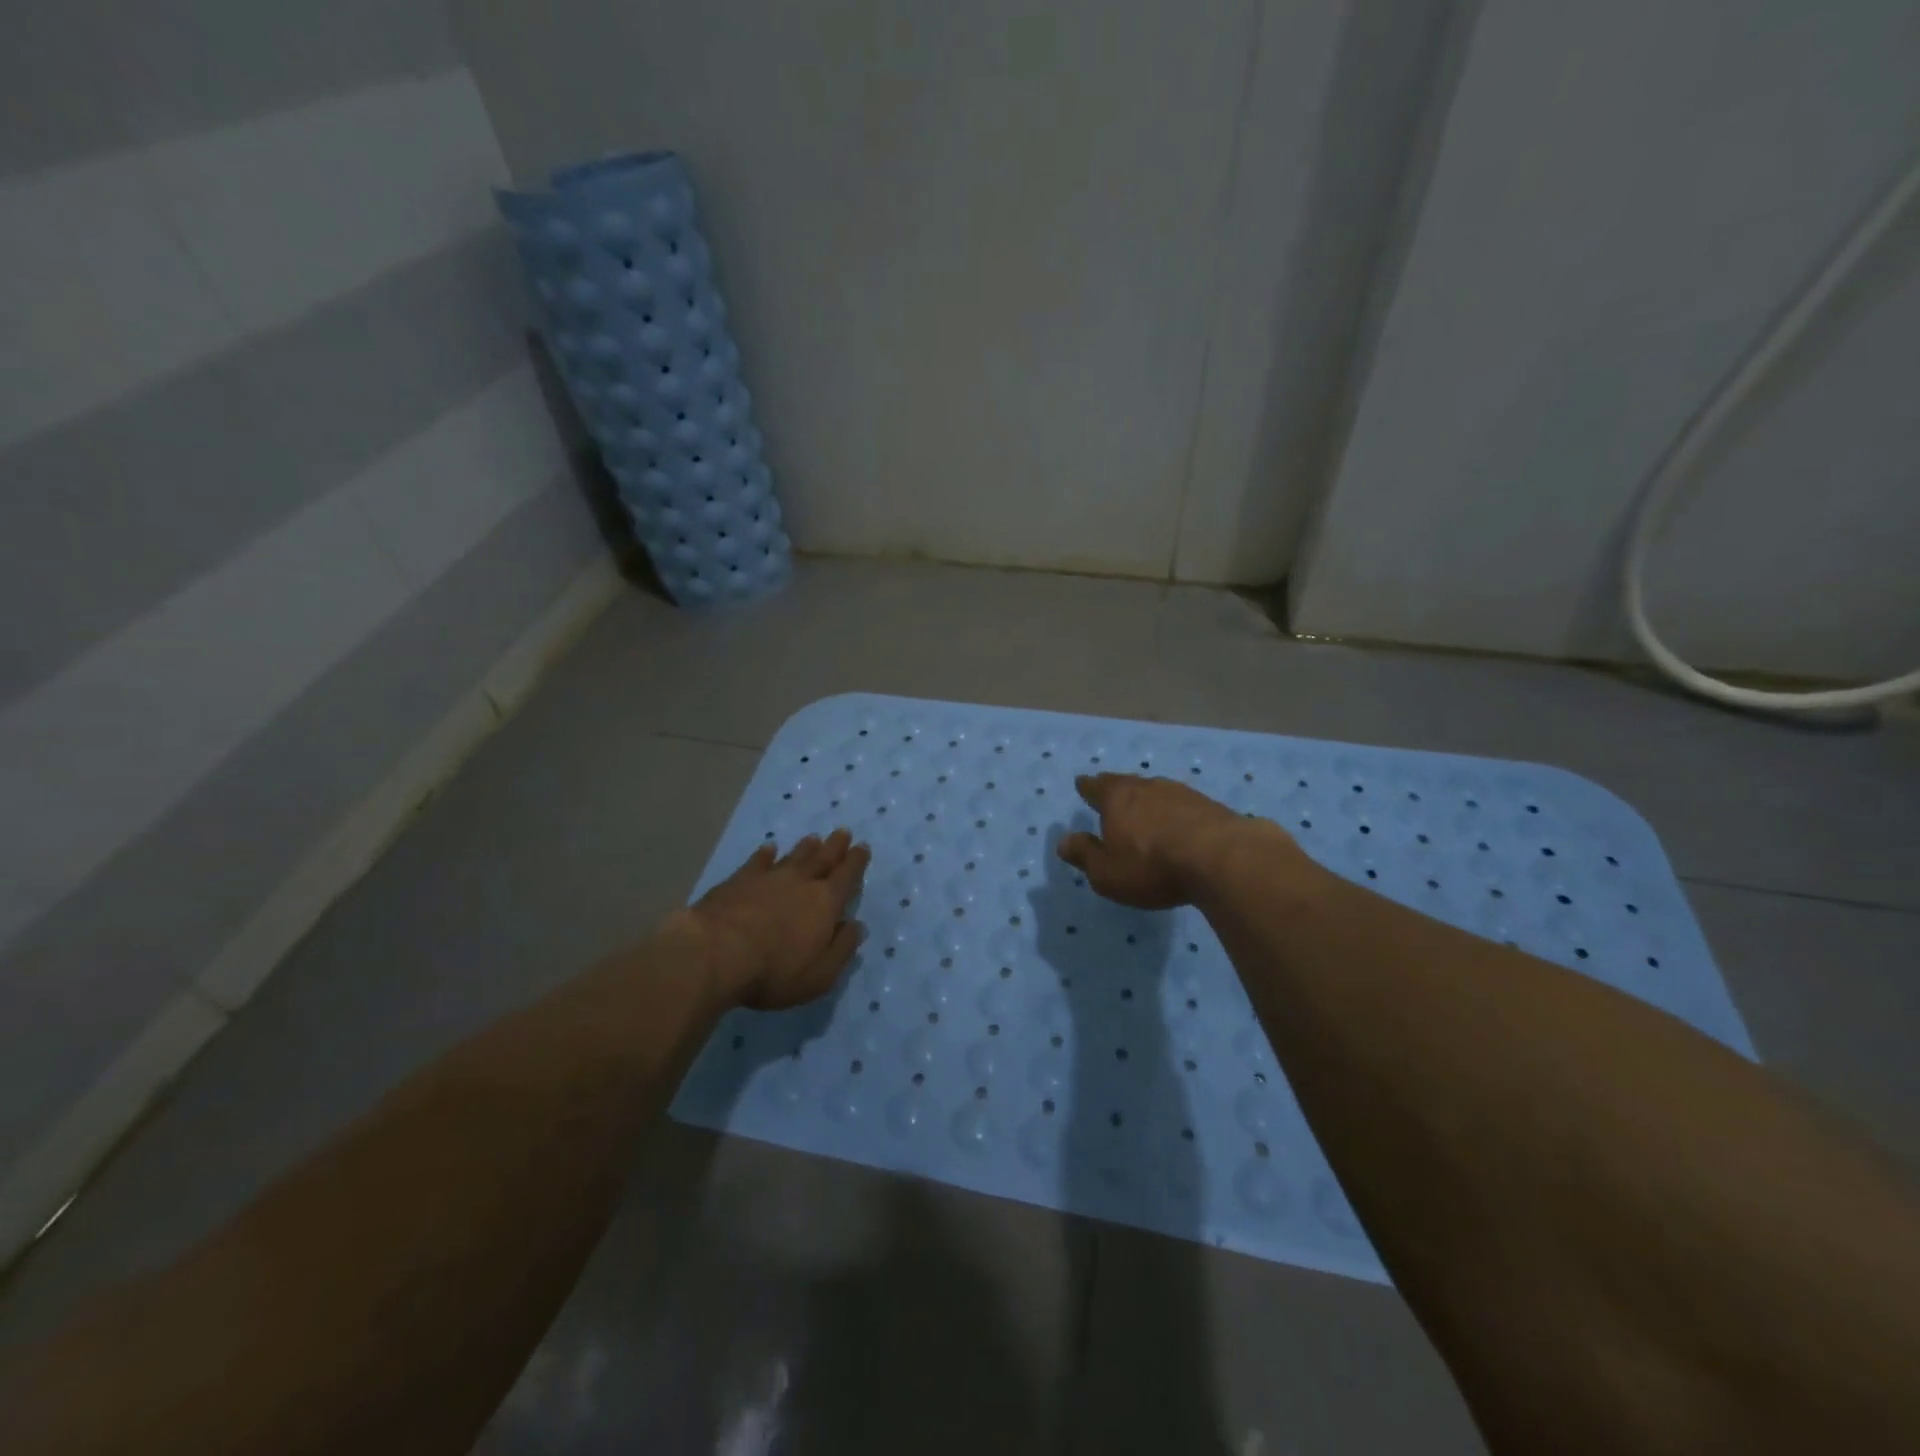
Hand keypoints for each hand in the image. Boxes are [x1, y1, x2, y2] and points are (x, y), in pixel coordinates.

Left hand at [685, 830, 870, 1008]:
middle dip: (835, 847)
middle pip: (822, 859)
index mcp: (825, 904)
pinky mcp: (738, 881)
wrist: (716, 953)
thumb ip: (842, 949)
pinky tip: (768, 848)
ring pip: (793, 857)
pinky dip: (765, 854)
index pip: (847, 877)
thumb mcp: (820, 974)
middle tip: (842, 832)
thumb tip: (857, 926)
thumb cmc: (774, 971)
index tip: (862, 846)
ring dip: (805, 848)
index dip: (856, 862)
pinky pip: (757, 861)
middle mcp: (801, 883)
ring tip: (814, 838)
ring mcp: (768, 878)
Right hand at [1058, 774, 1283, 908]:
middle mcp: (1147, 788)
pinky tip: (1177, 821)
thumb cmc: (1152, 866)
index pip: (1096, 788)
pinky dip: (1173, 811)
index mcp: (1117, 799)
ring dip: (1147, 798)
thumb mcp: (1107, 872)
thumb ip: (1084, 855)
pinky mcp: (1209, 806)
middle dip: (1115, 787)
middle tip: (1109, 787)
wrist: (1221, 858)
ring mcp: (1181, 793)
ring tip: (1143, 805)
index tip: (1082, 782)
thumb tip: (1063, 841)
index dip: (1087, 787)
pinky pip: (1181, 804)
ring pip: (1156, 790)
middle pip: (1126, 783)